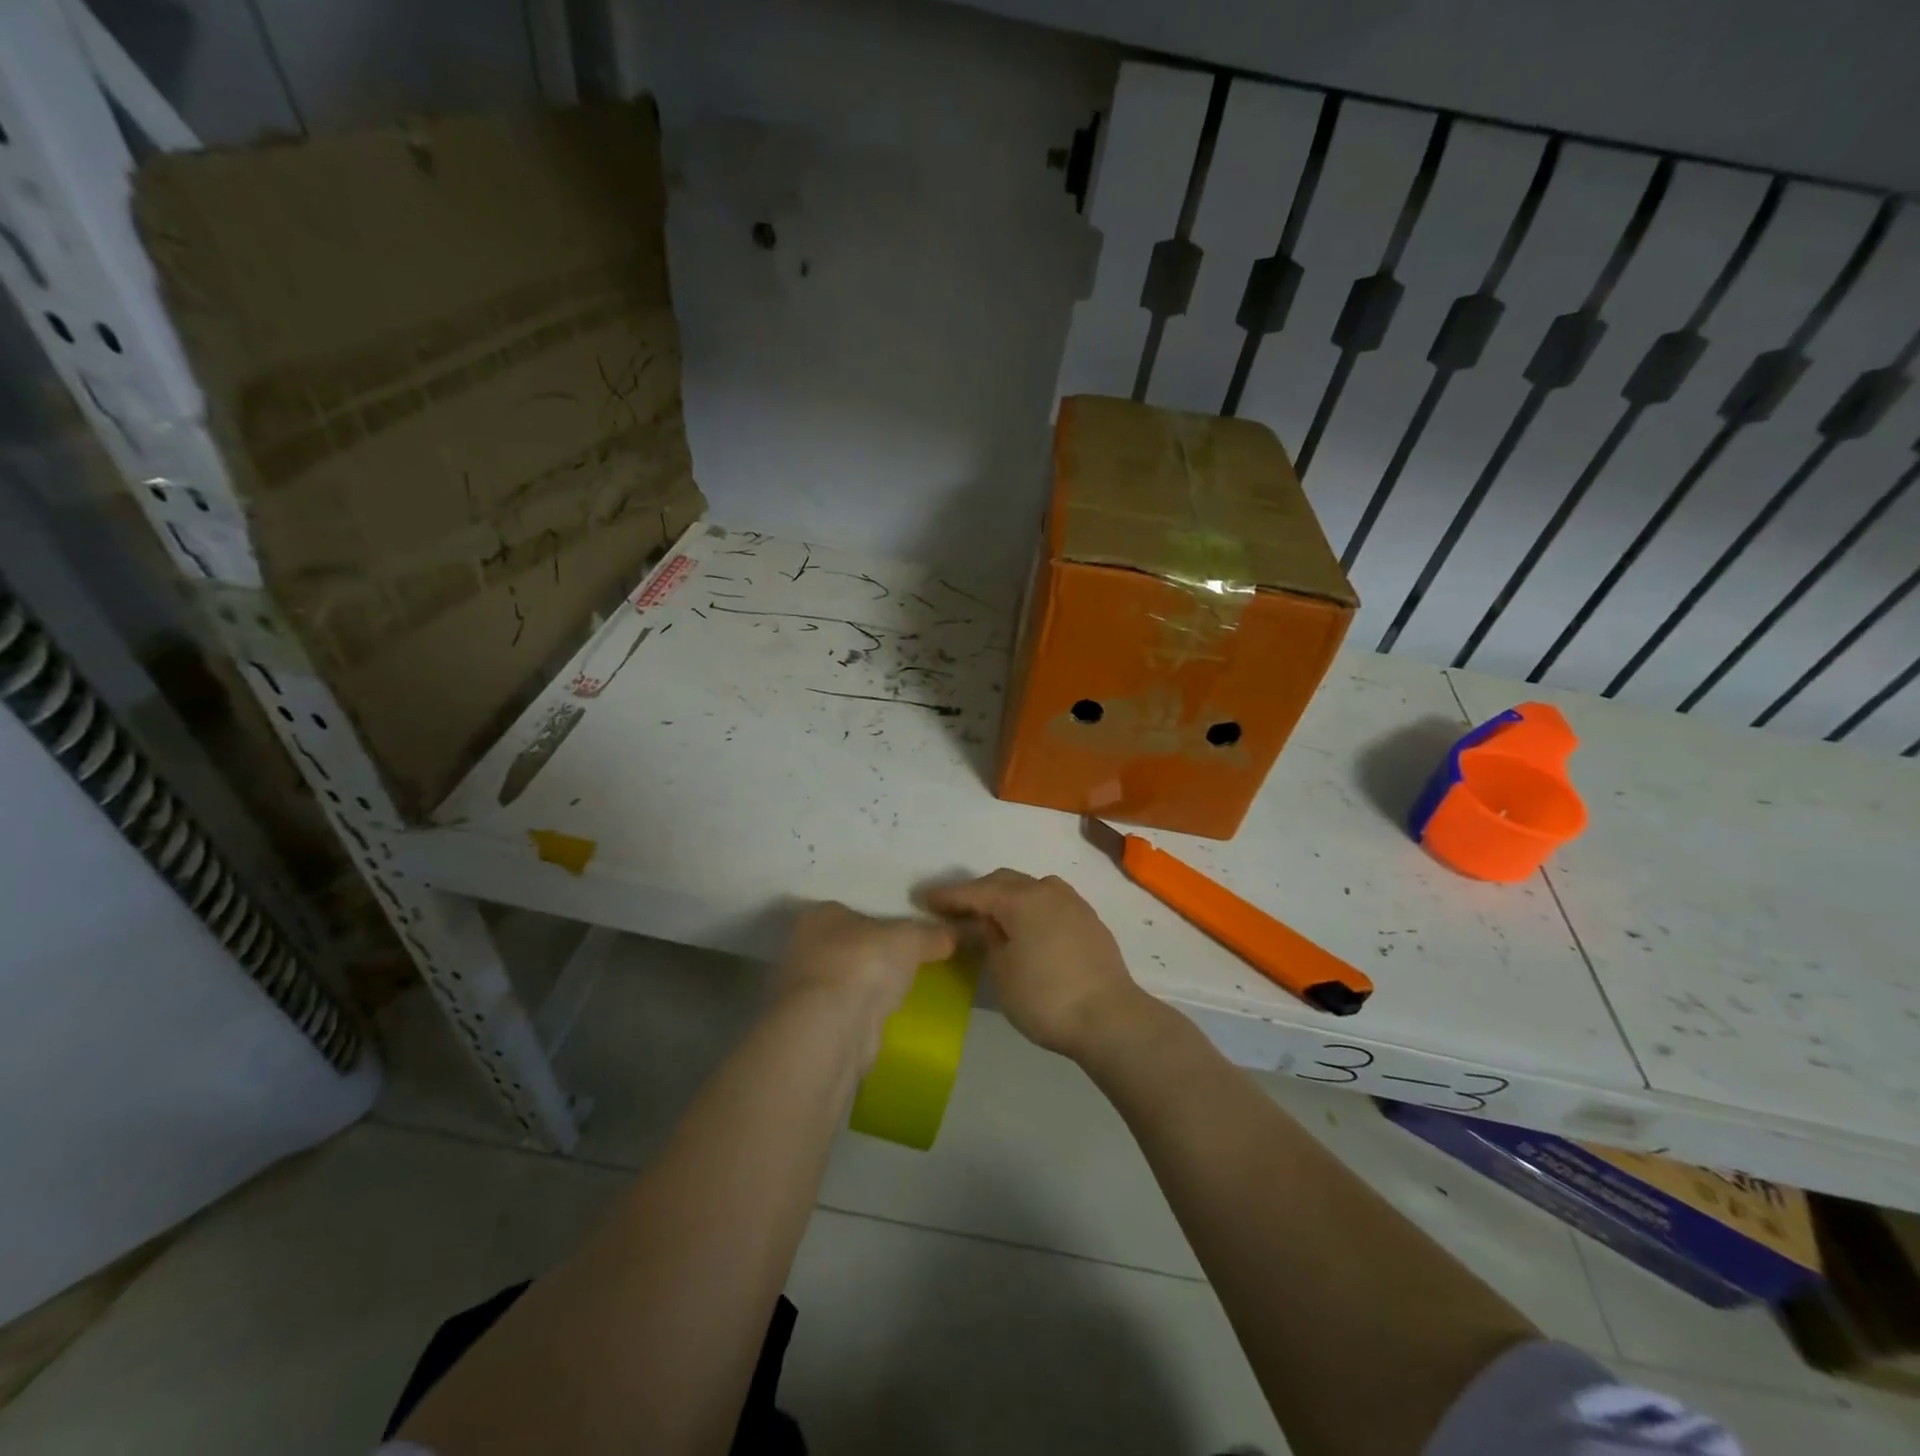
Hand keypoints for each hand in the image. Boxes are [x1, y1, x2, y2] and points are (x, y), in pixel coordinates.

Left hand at [775, 903, 954, 1061]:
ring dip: (867, 986)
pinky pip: (845, 1010)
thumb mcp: (911, 938)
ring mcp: (804, 989)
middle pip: (848, 945)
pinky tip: (885, 1017)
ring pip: (845, 980)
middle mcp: (803, 947)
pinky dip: (863, 1013)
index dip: (880, 922)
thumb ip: (933, 934)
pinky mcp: (811, 1025)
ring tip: (901, 992)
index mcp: (820, 915)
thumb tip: (956, 933)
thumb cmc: (865, 962)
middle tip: (908, 963)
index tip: (905, 935)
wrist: (834, 1025)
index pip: (852, 911)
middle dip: (873, 955)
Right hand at [923, 871, 1146, 1058]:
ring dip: (1007, 896)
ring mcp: (1073, 903)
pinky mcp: (1089, 920)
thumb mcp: (1002, 973)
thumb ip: (987, 940)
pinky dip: (1030, 907)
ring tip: (991, 915)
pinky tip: (1026, 926)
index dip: (948, 896)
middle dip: (977, 892)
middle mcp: (1047, 890)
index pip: (975, 891)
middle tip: (954, 909)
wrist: (1110, 1018)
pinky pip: (1050, 902)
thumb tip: (982, 924)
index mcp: (1021, 899)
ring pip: (1031, 888)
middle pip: (1004, 882)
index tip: (925, 898)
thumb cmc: (1046, 998)